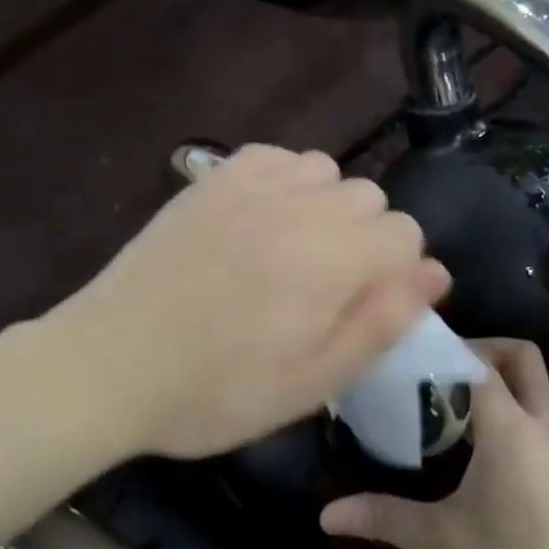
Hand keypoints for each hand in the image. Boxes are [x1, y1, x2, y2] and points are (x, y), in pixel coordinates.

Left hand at [45, 145, 449, 459]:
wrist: (112, 363)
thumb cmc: (216, 390)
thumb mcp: (311, 382)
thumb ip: (382, 323)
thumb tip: (437, 272)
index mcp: (333, 259)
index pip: (406, 234)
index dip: (393, 275)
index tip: (357, 309)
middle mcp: (300, 205)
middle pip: (370, 198)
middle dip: (363, 241)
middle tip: (320, 291)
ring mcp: (250, 184)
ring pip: (325, 171)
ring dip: (324, 208)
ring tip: (289, 254)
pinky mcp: (211, 178)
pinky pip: (275, 157)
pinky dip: (283, 182)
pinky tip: (259, 221)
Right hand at [320, 340, 548, 548]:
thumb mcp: (441, 542)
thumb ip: (384, 516)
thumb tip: (326, 514)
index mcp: (512, 429)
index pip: (478, 361)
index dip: (442, 347)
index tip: (403, 352)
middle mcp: (542, 430)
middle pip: (521, 360)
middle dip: (480, 350)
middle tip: (432, 371)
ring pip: (531, 394)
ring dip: (490, 389)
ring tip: (438, 410)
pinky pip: (534, 428)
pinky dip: (502, 421)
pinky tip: (468, 457)